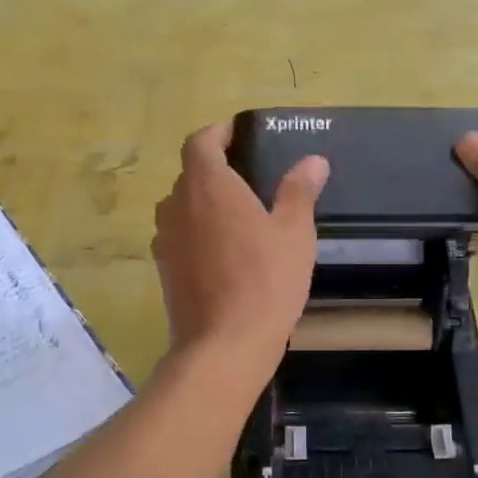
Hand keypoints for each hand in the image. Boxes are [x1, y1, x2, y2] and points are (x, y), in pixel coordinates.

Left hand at [153, 123, 328, 366]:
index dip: (217, 133)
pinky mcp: (164, 270)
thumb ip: (299, 191)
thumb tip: (313, 161)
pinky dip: (197, 234)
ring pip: (182, 208)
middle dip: (215, 170)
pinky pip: (180, 238)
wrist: (224, 344)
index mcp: (208, 185)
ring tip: (238, 218)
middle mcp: (176, 205)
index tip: (237, 135)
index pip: (200, 141)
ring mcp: (164, 240)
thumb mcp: (294, 233)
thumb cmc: (266, 280)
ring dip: (204, 205)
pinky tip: (224, 255)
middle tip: (250, 179)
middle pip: (190, 175)